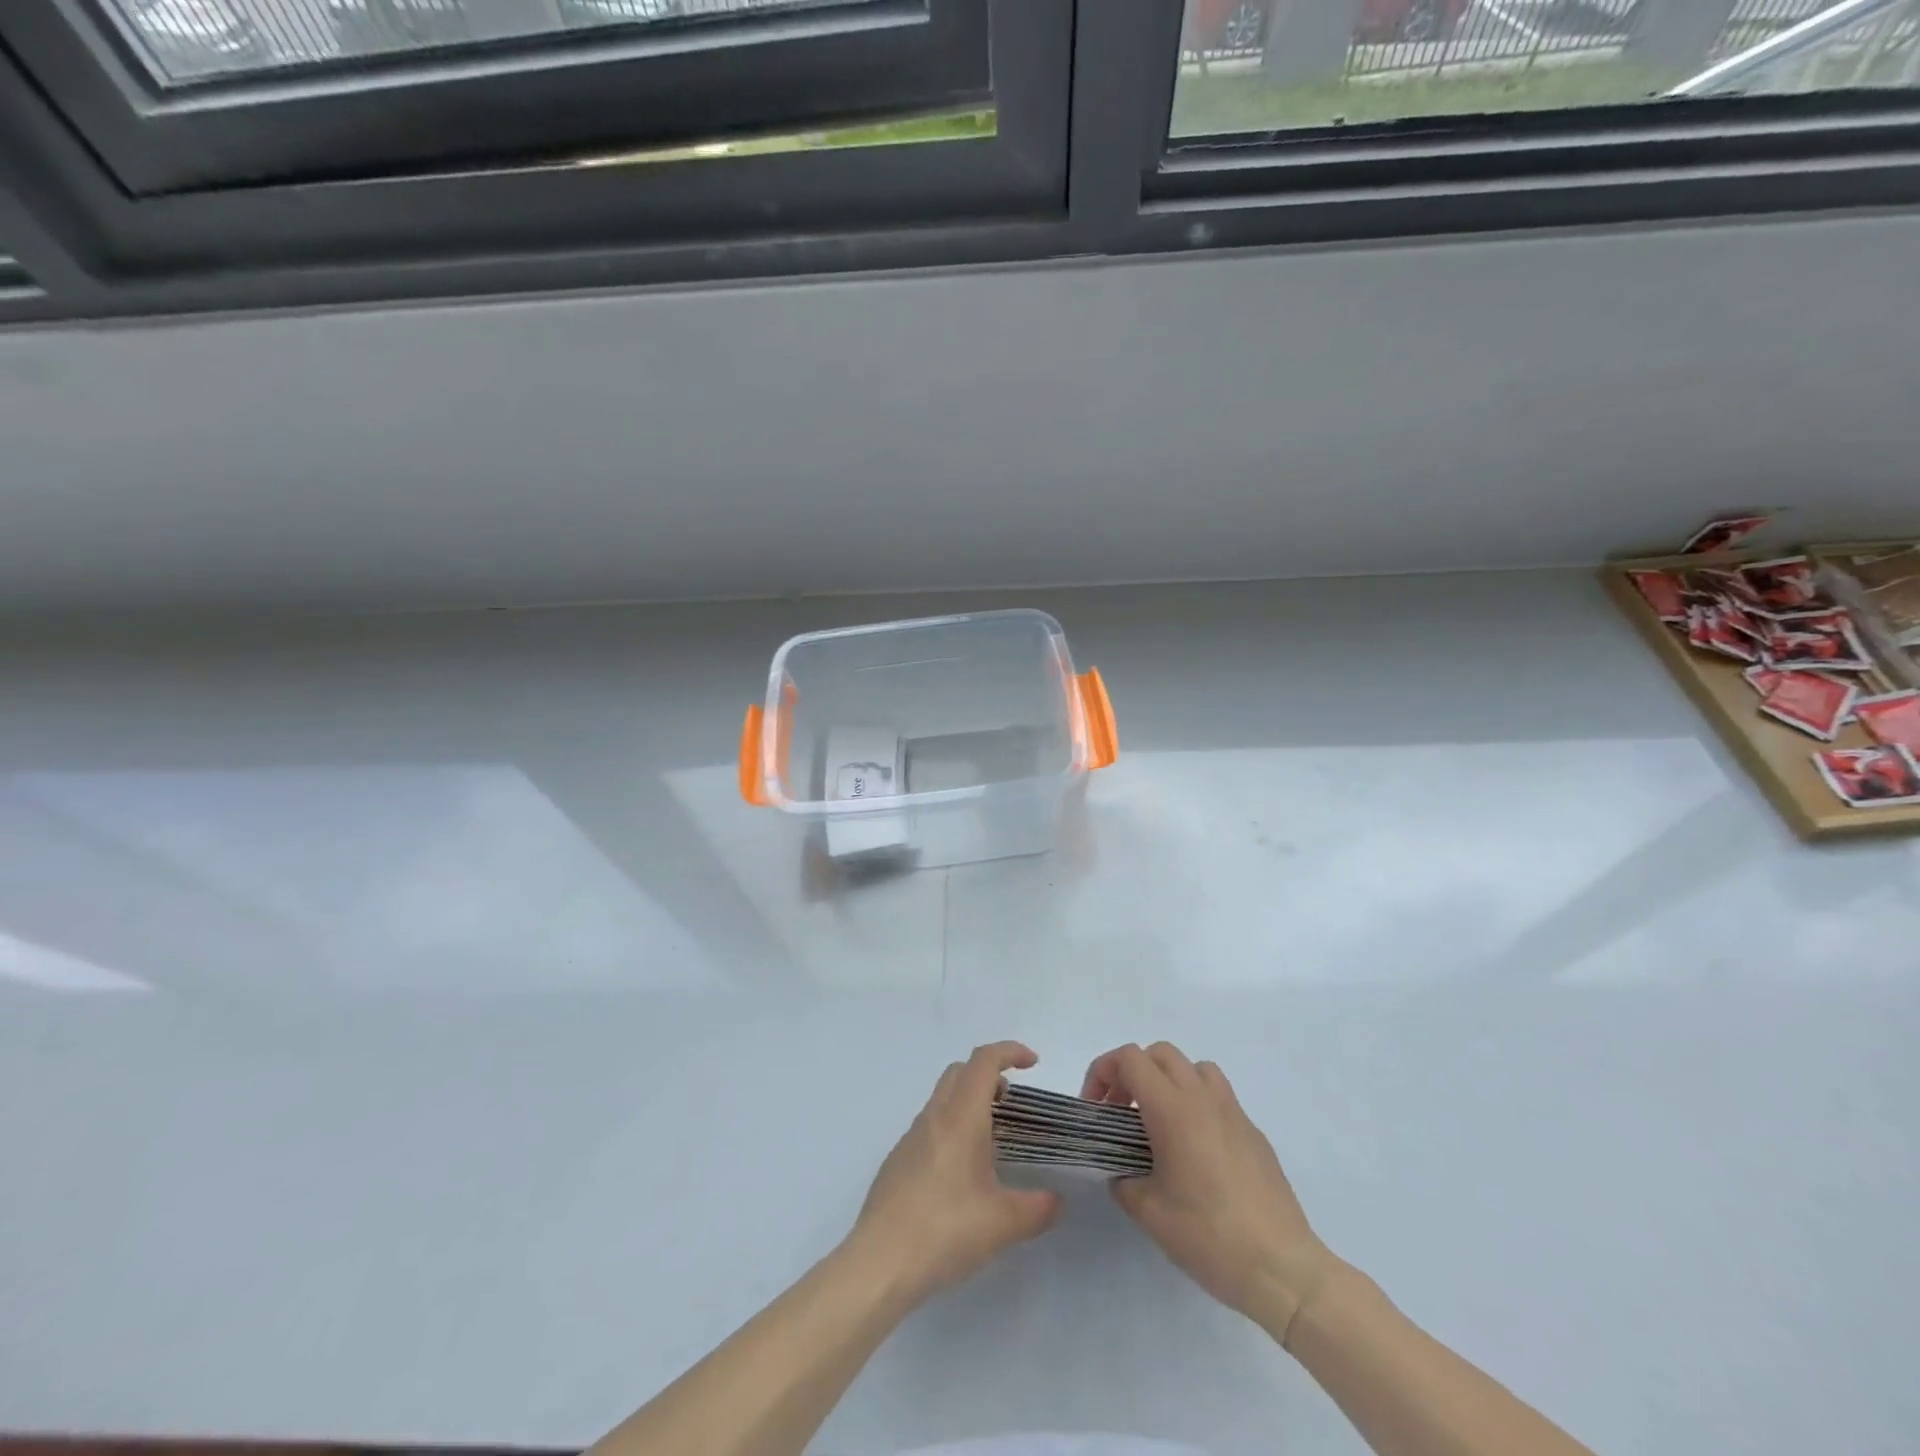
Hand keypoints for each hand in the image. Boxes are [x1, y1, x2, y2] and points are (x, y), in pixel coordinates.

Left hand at [848, 1041, 1061, 1305]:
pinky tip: (961, 1176)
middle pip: (961, 1072)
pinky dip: (951, 1129)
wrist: (879, 1262)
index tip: (1032, 1063)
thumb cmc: (945, 1230)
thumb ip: (1037, 1208)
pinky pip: (930, 1127)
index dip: (1010, 1051)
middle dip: (989, 1075)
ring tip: (992, 1143)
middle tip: (1012, 1106)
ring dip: (969, 1104)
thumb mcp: (1003, 1224)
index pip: (984, 1060)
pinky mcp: (898, 1161)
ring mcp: (911, 1138)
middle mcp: (934, 1116)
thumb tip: (1055, 1201)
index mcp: (960, 1117)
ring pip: (943, 1099)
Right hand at [1084, 1042, 1335, 1344]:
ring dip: (1169, 1081)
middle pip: (1160, 1054)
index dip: (1103, 1072)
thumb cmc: (1209, 1236)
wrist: (1282, 1269)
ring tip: (1159, 1123)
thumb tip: (1122, 1172)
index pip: (1130, 1059)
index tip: (1095, 1109)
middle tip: (1121, 1113)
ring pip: (1195, 1068)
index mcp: (1173, 1108)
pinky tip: (1195, 1152)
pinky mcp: (1255, 1134)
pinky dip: (1197, 1106)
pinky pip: (1219, 1098)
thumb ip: (1124, 1181)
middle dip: (1132, 1073)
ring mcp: (1234, 1113)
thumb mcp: (1149, 1213)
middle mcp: (1203, 1098)